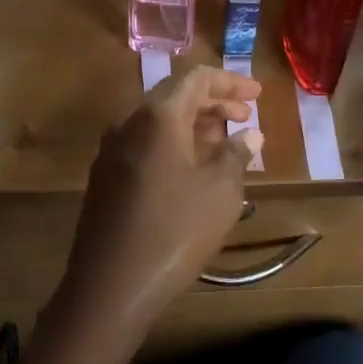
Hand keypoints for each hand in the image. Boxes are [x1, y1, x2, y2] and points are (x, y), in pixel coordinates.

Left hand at [55, 66, 263, 342]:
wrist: (110, 285)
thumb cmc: (175, 231)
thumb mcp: (220, 192)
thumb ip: (236, 154)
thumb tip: (250, 133)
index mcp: (157, 116)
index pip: (195, 78)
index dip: (229, 82)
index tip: (257, 95)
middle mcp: (128, 123)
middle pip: (174, 96)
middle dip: (213, 102)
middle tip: (245, 117)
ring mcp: (111, 150)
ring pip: (157, 121)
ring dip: (193, 124)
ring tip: (225, 142)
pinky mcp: (105, 176)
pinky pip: (143, 144)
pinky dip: (172, 144)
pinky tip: (192, 167)